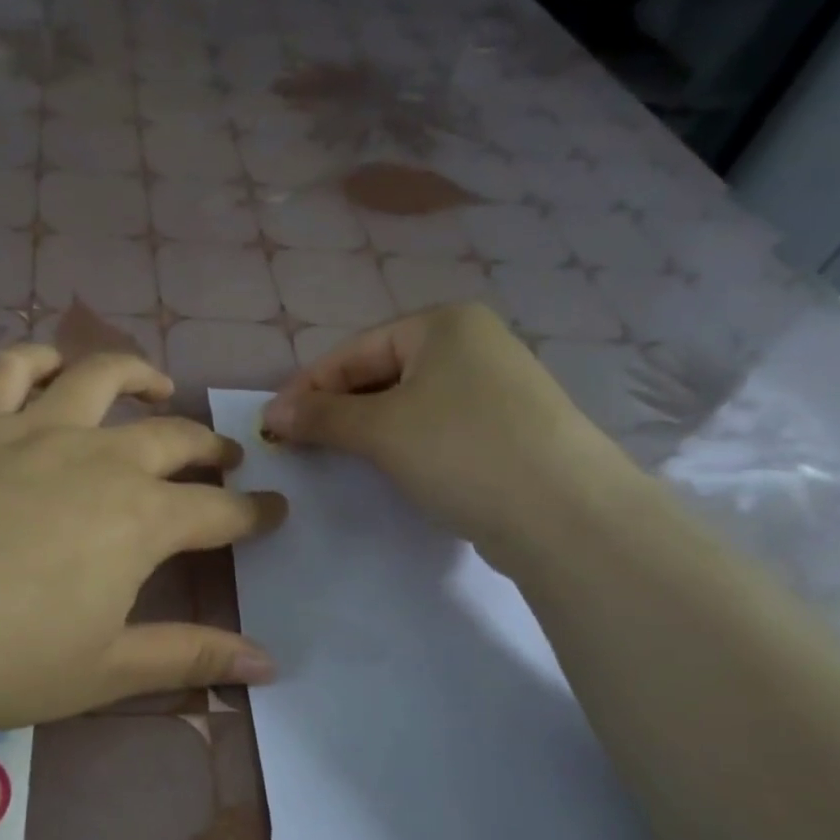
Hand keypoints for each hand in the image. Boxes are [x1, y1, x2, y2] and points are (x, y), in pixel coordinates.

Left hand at [0, 347, 285, 738]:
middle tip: (227, 459)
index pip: (220, 511)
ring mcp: (33, 432)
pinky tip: (53, 368)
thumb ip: (190, 658)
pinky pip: (12, 370)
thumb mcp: (104, 671)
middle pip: (172, 438)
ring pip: (100, 378)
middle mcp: (97, 459)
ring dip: (139, 376)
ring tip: (158, 386)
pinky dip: (40, 360)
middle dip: (210, 447)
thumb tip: (270, 662)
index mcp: (139, 519)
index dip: (255, 513)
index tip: (277, 511)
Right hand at [261, 303, 634, 563]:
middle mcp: (472, 343)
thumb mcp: (380, 429)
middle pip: (380, 373)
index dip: (307, 387)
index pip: (353, 351)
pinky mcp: (507, 427)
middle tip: (298, 443)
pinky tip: (389, 468)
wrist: (567, 514)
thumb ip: (321, 415)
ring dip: (366, 428)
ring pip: (408, 402)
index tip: (272, 425)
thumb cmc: (462, 450)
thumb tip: (271, 413)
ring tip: (336, 457)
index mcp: (443, 324)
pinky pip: (436, 425)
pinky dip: (404, 443)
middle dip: (336, 408)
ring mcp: (495, 386)